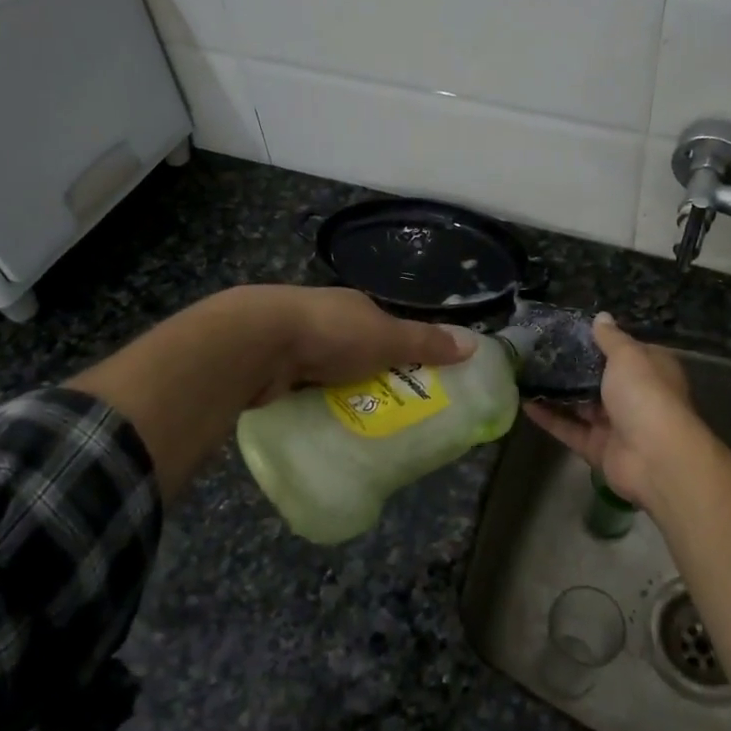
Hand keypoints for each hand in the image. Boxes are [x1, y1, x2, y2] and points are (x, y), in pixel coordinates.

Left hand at [241, 286, 475, 404]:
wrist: (257, 341)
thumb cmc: (331, 332)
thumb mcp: (388, 339)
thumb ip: (426, 343)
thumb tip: (472, 344)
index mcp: (353, 306)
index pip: (384, 328)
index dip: (400, 351)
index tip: (413, 381)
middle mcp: (324, 319)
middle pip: (355, 351)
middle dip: (369, 376)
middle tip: (389, 412)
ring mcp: (293, 342)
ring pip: (326, 370)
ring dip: (339, 390)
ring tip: (358, 424)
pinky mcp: (270, 367)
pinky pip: (300, 388)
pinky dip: (312, 402)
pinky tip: (320, 422)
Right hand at [522, 314, 702, 510]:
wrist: (654, 456)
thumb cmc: (644, 393)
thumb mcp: (628, 355)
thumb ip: (610, 338)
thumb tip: (602, 316)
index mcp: (650, 370)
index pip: (624, 351)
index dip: (599, 341)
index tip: (568, 332)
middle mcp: (635, 396)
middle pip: (600, 379)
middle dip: (572, 367)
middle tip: (538, 351)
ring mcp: (616, 424)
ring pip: (581, 405)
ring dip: (556, 392)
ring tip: (525, 374)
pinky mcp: (597, 448)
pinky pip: (569, 429)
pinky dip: (548, 417)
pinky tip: (524, 402)